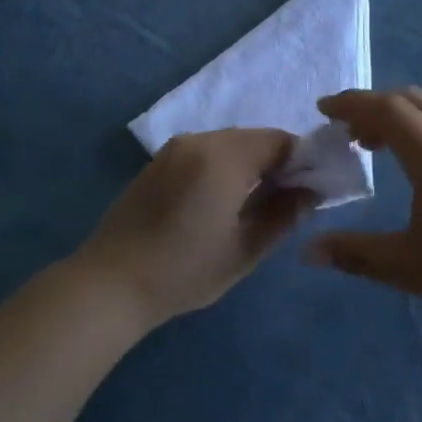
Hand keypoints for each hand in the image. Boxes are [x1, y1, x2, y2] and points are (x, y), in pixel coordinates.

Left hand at [75, 129, 313, 328]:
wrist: (111, 282)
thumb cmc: (184, 270)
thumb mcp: (245, 249)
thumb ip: (283, 215)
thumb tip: (310, 193)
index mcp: (223, 156)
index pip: (279, 140)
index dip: (302, 161)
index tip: (310, 191)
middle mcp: (198, 141)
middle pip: (252, 138)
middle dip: (275, 163)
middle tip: (285, 202)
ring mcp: (172, 150)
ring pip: (227, 145)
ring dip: (248, 166)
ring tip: (252, 206)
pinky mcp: (156, 164)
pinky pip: (202, 153)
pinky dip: (221, 168)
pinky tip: (219, 203)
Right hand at [306, 88, 421, 330]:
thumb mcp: (410, 268)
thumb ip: (355, 255)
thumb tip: (307, 251)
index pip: (387, 109)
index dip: (351, 104)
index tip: (323, 110)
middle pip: (410, 100)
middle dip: (371, 106)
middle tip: (344, 132)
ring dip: (397, 116)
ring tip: (373, 146)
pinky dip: (420, 128)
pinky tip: (414, 164)